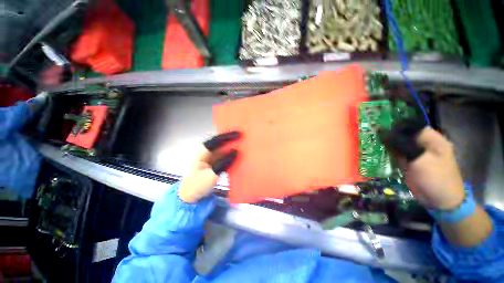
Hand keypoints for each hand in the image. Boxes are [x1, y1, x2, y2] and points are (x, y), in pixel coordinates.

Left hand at [178, 131, 239, 202]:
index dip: (227, 136)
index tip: (239, 134)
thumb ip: (224, 162)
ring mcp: (211, 158)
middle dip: (232, 140)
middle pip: (221, 143)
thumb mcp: (211, 175)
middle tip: (244, 138)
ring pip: (224, 150)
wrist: (190, 198)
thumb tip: (236, 151)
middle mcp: (207, 152)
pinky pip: (225, 157)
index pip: (216, 140)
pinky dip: (231, 156)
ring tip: (244, 145)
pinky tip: (239, 156)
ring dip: (233, 147)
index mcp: (202, 152)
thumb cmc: (197, 185)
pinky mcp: (215, 164)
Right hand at [382, 119, 492, 246]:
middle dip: (388, 135)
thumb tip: (382, 132)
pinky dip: (387, 154)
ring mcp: (416, 154)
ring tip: (370, 142)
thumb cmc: (436, 178)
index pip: (411, 126)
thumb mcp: (420, 159)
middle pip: (403, 135)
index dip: (395, 126)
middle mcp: (423, 144)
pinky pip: (396, 155)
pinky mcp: (409, 163)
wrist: (441, 201)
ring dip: (386, 145)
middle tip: (370, 135)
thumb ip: (402, 144)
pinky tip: (376, 153)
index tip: (377, 127)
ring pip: (398, 145)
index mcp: (432, 139)